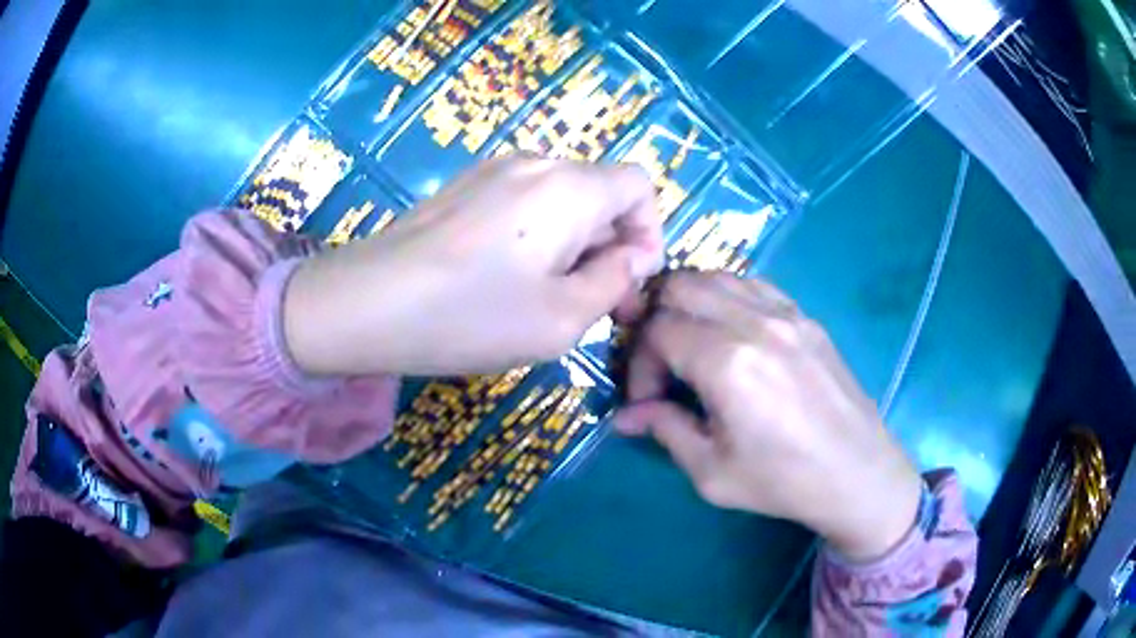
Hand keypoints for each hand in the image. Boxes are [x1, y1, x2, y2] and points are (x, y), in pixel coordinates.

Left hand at [284, 157, 663, 375]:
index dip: (650, 230)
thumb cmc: (470, 316)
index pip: (639, 185)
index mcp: (570, 187)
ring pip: (561, 199)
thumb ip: (615, 282)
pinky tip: (505, 278)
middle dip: (610, 245)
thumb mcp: (563, 318)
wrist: (367, 303)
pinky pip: (524, 202)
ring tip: (546, 296)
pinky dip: (537, 235)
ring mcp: (493, 170)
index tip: (631, 280)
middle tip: (592, 303)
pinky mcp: (463, 187)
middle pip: (600, 192)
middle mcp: (536, 163)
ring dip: (573, 243)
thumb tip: (633, 256)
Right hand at [615, 271, 921, 560]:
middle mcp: (755, 322)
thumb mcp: (712, 472)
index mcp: (728, 363)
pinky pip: (752, 284)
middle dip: (656, 320)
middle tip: (661, 363)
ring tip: (691, 346)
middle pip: (680, 285)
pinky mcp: (806, 316)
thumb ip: (665, 430)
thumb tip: (626, 416)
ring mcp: (786, 312)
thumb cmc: (784, 482)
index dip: (639, 363)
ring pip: (715, 276)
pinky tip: (729, 334)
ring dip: (689, 304)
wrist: (858, 474)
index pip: (658, 331)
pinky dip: (726, 297)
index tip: (647, 400)